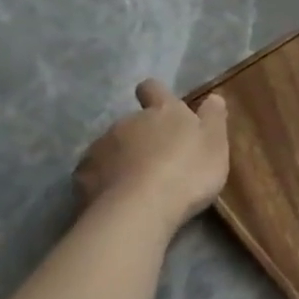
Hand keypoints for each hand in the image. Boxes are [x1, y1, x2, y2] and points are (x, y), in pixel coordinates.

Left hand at [75, 80, 229, 232]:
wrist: (140, 209)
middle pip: (133, 122)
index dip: (156, 95)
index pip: (153, 88)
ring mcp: (100, 147)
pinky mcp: (83, 175)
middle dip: (144, 137)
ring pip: (113, 147)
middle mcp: (128, 122)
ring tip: (140, 185)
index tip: (164, 110)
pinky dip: (106, 181)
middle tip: (162, 162)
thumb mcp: (216, 143)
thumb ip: (214, 118)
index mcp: (162, 111)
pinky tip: (119, 199)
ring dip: (124, 159)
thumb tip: (213, 96)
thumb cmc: (188, 171)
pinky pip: (95, 173)